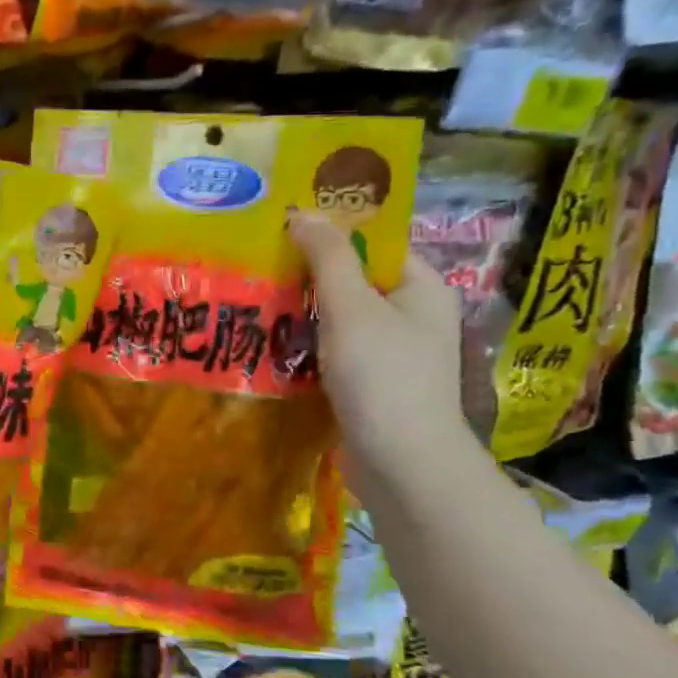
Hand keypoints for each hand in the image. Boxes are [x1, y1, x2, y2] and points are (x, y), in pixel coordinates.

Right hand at [287, 210, 477, 501]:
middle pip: (354, 281)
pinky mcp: (370, 386)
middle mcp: (412, 316)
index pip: (375, 244)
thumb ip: (328, 258)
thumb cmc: (383, 376)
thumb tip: (303, 212)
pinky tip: (270, 343)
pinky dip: (306, 345)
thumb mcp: (352, 307)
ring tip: (254, 299)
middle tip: (259, 263)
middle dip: (308, 274)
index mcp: (422, 288)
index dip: (332, 232)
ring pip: (339, 319)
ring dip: (301, 312)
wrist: (402, 464)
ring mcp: (391, 354)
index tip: (284, 228)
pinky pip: (333, 352)